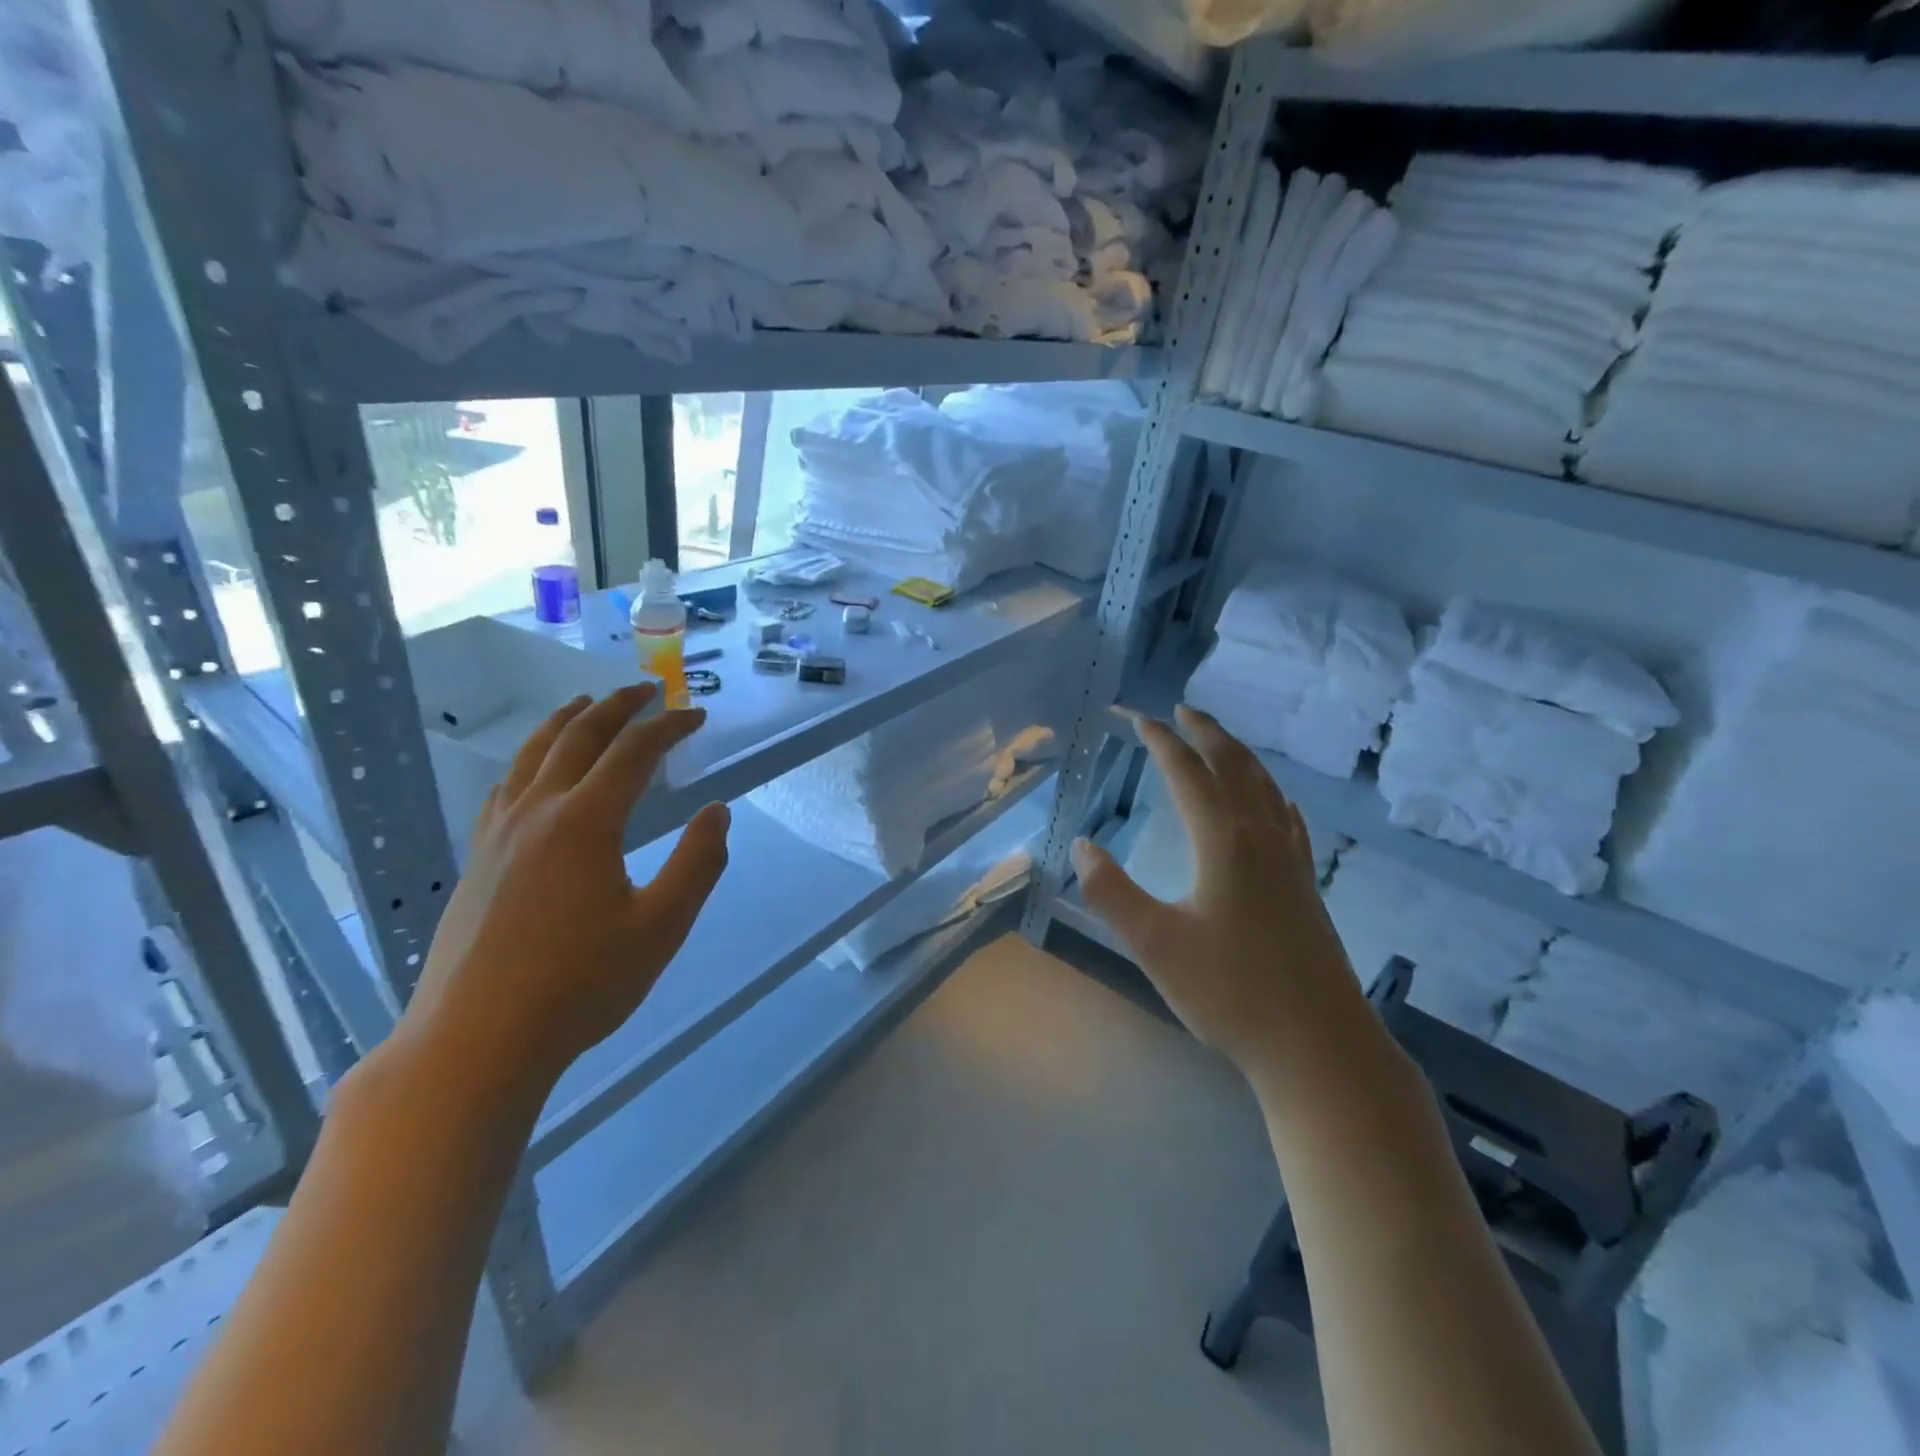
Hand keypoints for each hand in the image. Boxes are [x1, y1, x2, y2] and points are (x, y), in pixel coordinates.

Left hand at [398, 683, 729, 1098]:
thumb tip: (717, 812)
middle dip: (617, 706)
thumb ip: (697, 864)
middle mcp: (538, 812)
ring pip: (532, 755)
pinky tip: (532, 771)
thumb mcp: (662, 928)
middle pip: (579, 737)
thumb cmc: (580, 984)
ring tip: (587, 704)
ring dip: (566, 721)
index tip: (697, 716)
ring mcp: (499, 834)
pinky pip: (504, 787)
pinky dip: (528, 760)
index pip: (634, 752)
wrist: (476, 1041)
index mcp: (586, 822)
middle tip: (646, 689)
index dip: (669, 727)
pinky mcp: (478, 860)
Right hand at [1070, 706, 1365, 1091]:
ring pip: (1266, 787)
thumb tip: (1081, 845)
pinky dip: (1270, 792)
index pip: (1188, 773)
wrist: (1318, 1046)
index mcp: (1224, 841)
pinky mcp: (1306, 885)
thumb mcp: (1154, 944)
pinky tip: (1273, 802)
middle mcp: (1262, 837)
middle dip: (1206, 733)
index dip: (1162, 742)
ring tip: (1219, 742)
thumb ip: (1111, 892)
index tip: (1139, 718)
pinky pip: (1287, 817)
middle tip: (1182, 710)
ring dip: (1239, 755)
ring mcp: (1292, 861)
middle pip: (1234, 766)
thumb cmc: (1229, 993)